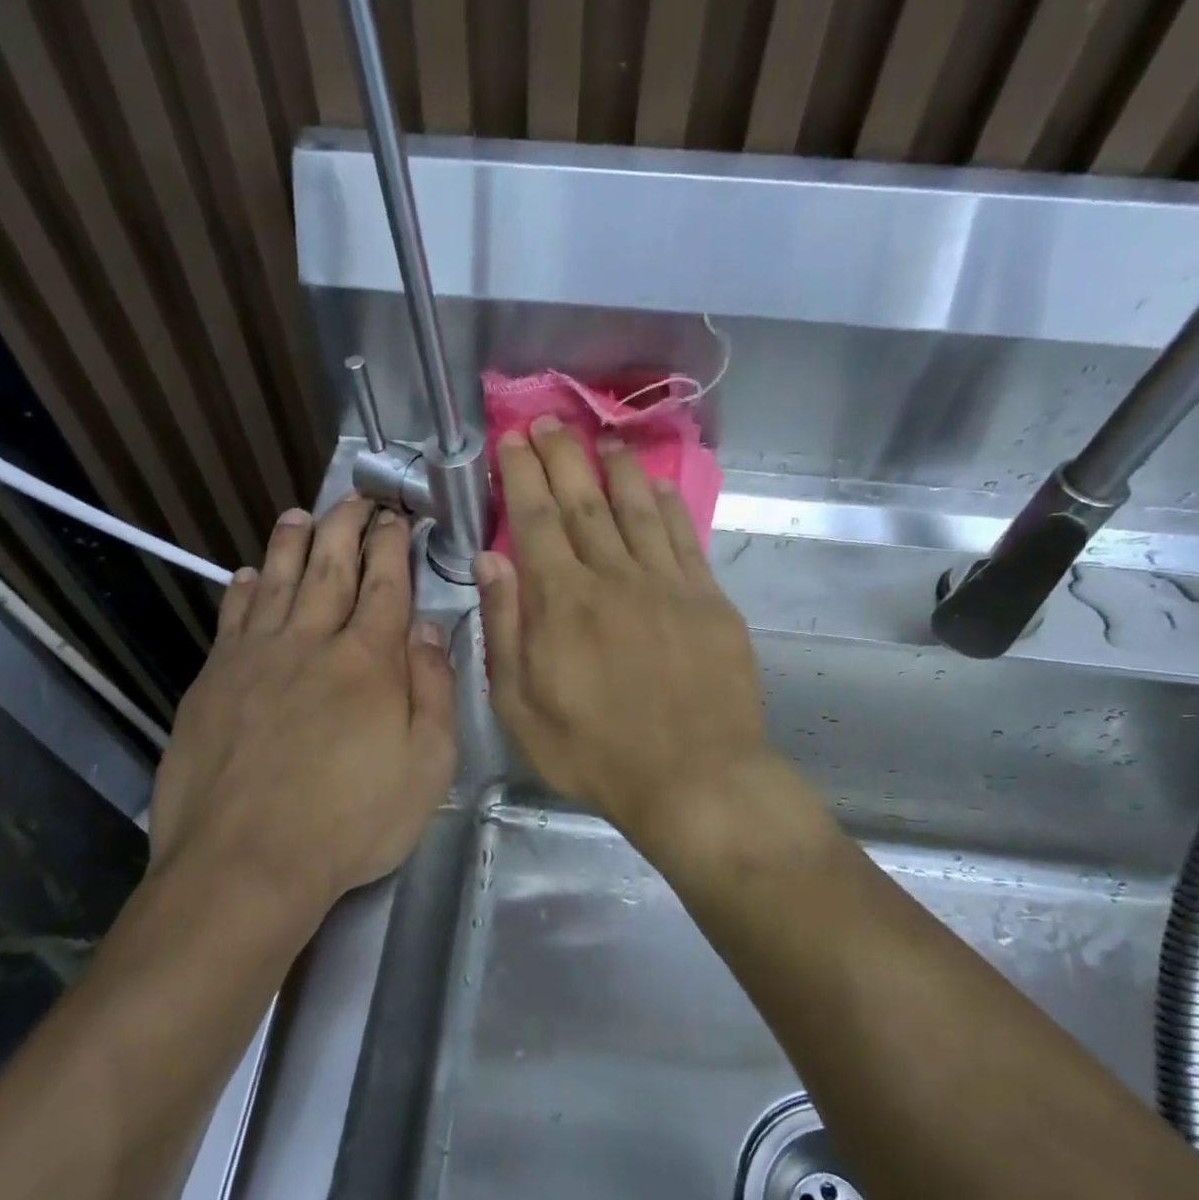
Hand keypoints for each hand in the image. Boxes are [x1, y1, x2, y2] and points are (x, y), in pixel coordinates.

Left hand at [146, 498, 455, 939]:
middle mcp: (311, 642)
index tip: (396, 516)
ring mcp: (255, 658)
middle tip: (355, 497)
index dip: (392, 545)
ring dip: (291, 543)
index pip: (385, 584)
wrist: (246, 861)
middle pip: (329, 566)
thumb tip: (427, 627)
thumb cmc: (351, 821)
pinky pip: (231, 620)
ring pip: (275, 581)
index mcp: (369, 661)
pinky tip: (245, 576)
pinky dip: (242, 591)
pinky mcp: (213, 681)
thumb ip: (432, 689)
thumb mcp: (427, 766)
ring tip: (299, 515)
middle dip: (346, 525)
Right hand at [477, 419, 772, 849]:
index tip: (512, 440)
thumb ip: (504, 629)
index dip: (521, 475)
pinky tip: (659, 487)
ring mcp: (666, 584)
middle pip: (584, 502)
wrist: (694, 777)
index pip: (535, 520)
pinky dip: (669, 506)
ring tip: (604, 439)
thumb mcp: (520, 707)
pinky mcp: (708, 601)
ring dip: (617, 470)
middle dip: (563, 456)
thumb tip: (490, 561)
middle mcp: (613, 577)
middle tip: (550, 422)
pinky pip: (684, 539)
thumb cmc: (595, 753)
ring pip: (637, 509)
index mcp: (561, 602)